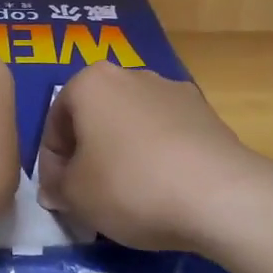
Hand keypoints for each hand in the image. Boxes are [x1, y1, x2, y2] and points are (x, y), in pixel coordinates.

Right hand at [37, 63, 253, 251]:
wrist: (221, 196)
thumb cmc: (129, 185)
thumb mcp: (75, 195)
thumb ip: (57, 187)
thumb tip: (57, 189)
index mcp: (91, 82)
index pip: (55, 123)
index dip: (51, 164)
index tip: (59, 196)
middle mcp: (132, 75)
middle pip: (95, 119)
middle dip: (87, 155)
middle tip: (87, 196)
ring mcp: (174, 91)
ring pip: (132, 126)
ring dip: (122, 155)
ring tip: (127, 197)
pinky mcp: (207, 115)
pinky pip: (166, 137)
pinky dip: (156, 159)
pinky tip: (162, 192)